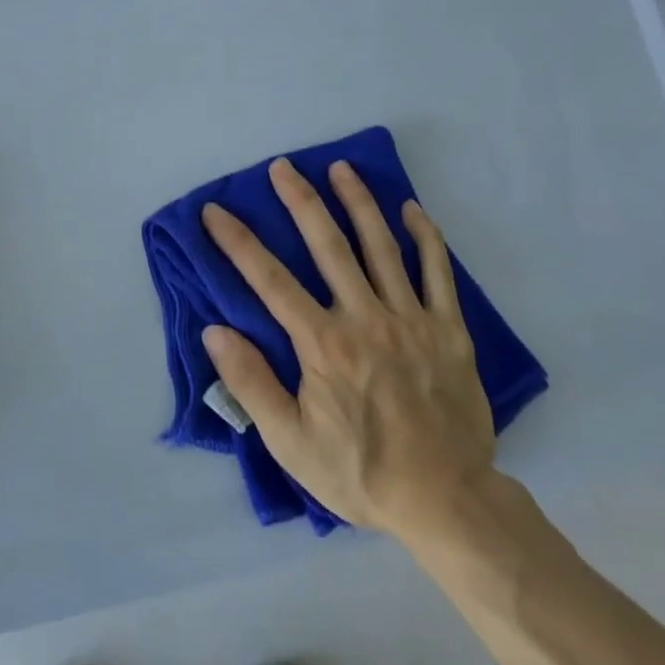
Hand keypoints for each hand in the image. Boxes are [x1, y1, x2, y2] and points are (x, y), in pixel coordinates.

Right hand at [201, 157, 496, 537]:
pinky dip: (426, 237)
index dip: (238, 243)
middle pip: (328, 246)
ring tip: (341, 168)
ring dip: (358, 203)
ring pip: (382, 247)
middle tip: (282, 166)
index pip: (270, 281)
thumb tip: (216, 331)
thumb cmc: (360, 472)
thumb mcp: (290, 443)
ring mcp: (412, 320)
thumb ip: (252, 384)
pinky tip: (412, 209)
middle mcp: (366, 318)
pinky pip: (438, 273)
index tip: (215, 212)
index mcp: (323, 344)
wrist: (445, 499)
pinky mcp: (450, 330)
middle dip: (301, 201)